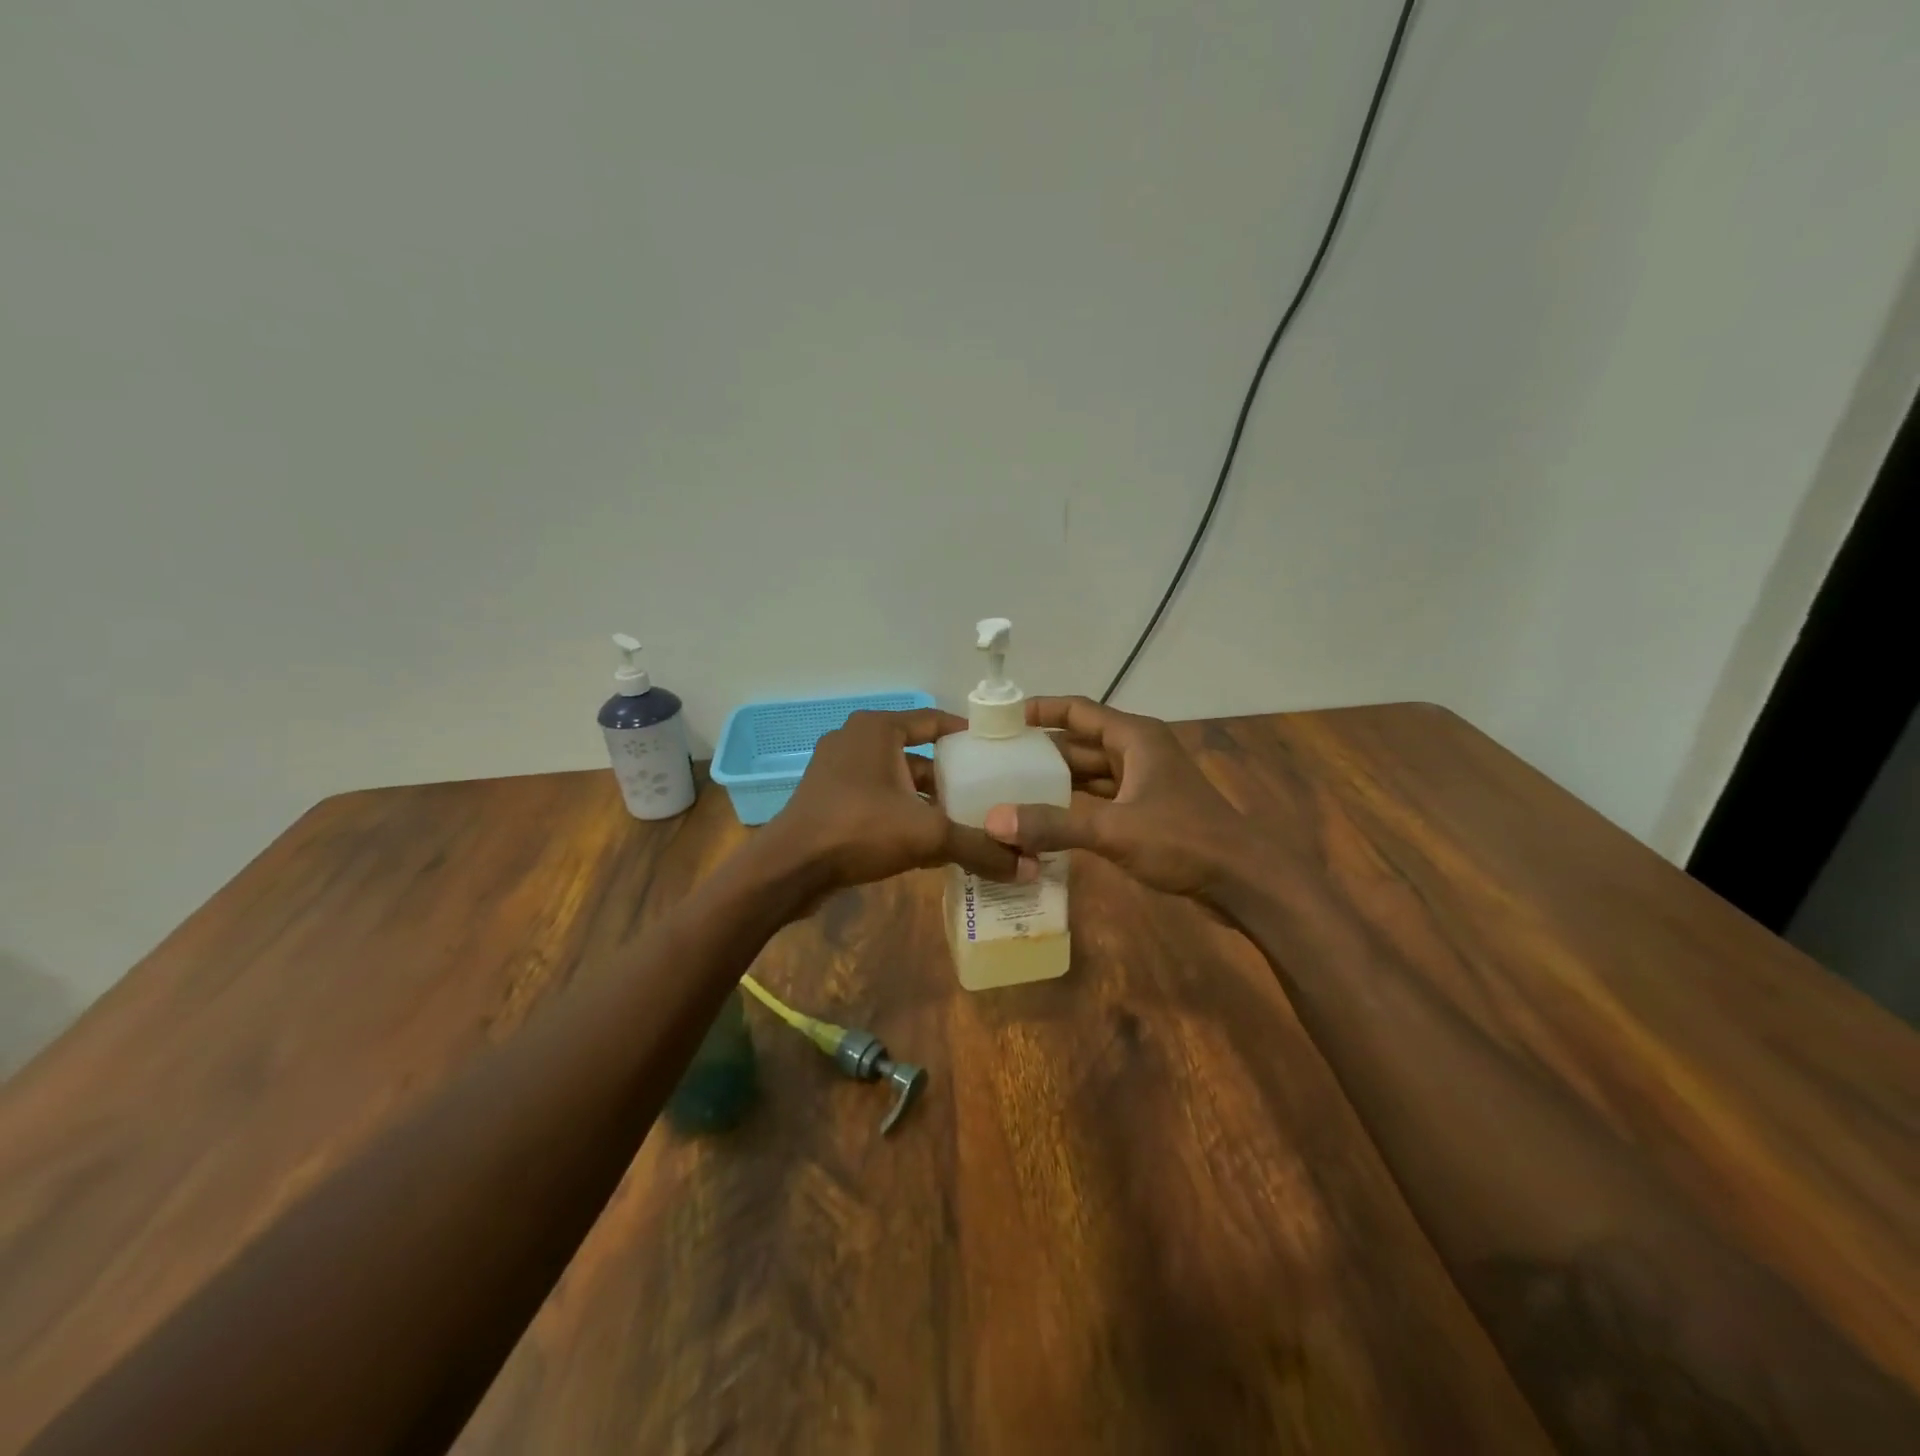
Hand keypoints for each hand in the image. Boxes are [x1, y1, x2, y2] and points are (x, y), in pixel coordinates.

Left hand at [759, 708, 1022, 897]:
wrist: (788, 869)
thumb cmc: (858, 830)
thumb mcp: (927, 835)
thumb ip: (979, 847)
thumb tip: (1031, 867)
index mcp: (877, 729)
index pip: (934, 721)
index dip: (968, 737)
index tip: (998, 754)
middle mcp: (855, 740)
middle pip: (917, 754)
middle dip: (951, 777)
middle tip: (987, 795)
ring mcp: (837, 770)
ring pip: (897, 780)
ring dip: (927, 800)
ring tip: (964, 822)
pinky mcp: (827, 799)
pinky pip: (877, 799)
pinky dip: (902, 814)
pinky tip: (927, 843)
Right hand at [982, 697, 1255, 904]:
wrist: (1242, 880)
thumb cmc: (1184, 840)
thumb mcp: (1115, 829)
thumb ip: (1054, 824)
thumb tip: (995, 821)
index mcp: (1135, 738)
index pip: (1078, 710)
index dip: (1040, 710)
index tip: (1001, 718)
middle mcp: (1138, 752)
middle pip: (1080, 743)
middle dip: (1041, 750)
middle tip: (995, 759)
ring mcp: (1143, 782)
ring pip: (1090, 773)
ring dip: (1056, 780)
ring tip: (1010, 787)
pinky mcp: (1146, 811)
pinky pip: (1100, 798)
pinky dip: (1074, 805)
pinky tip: (1045, 818)